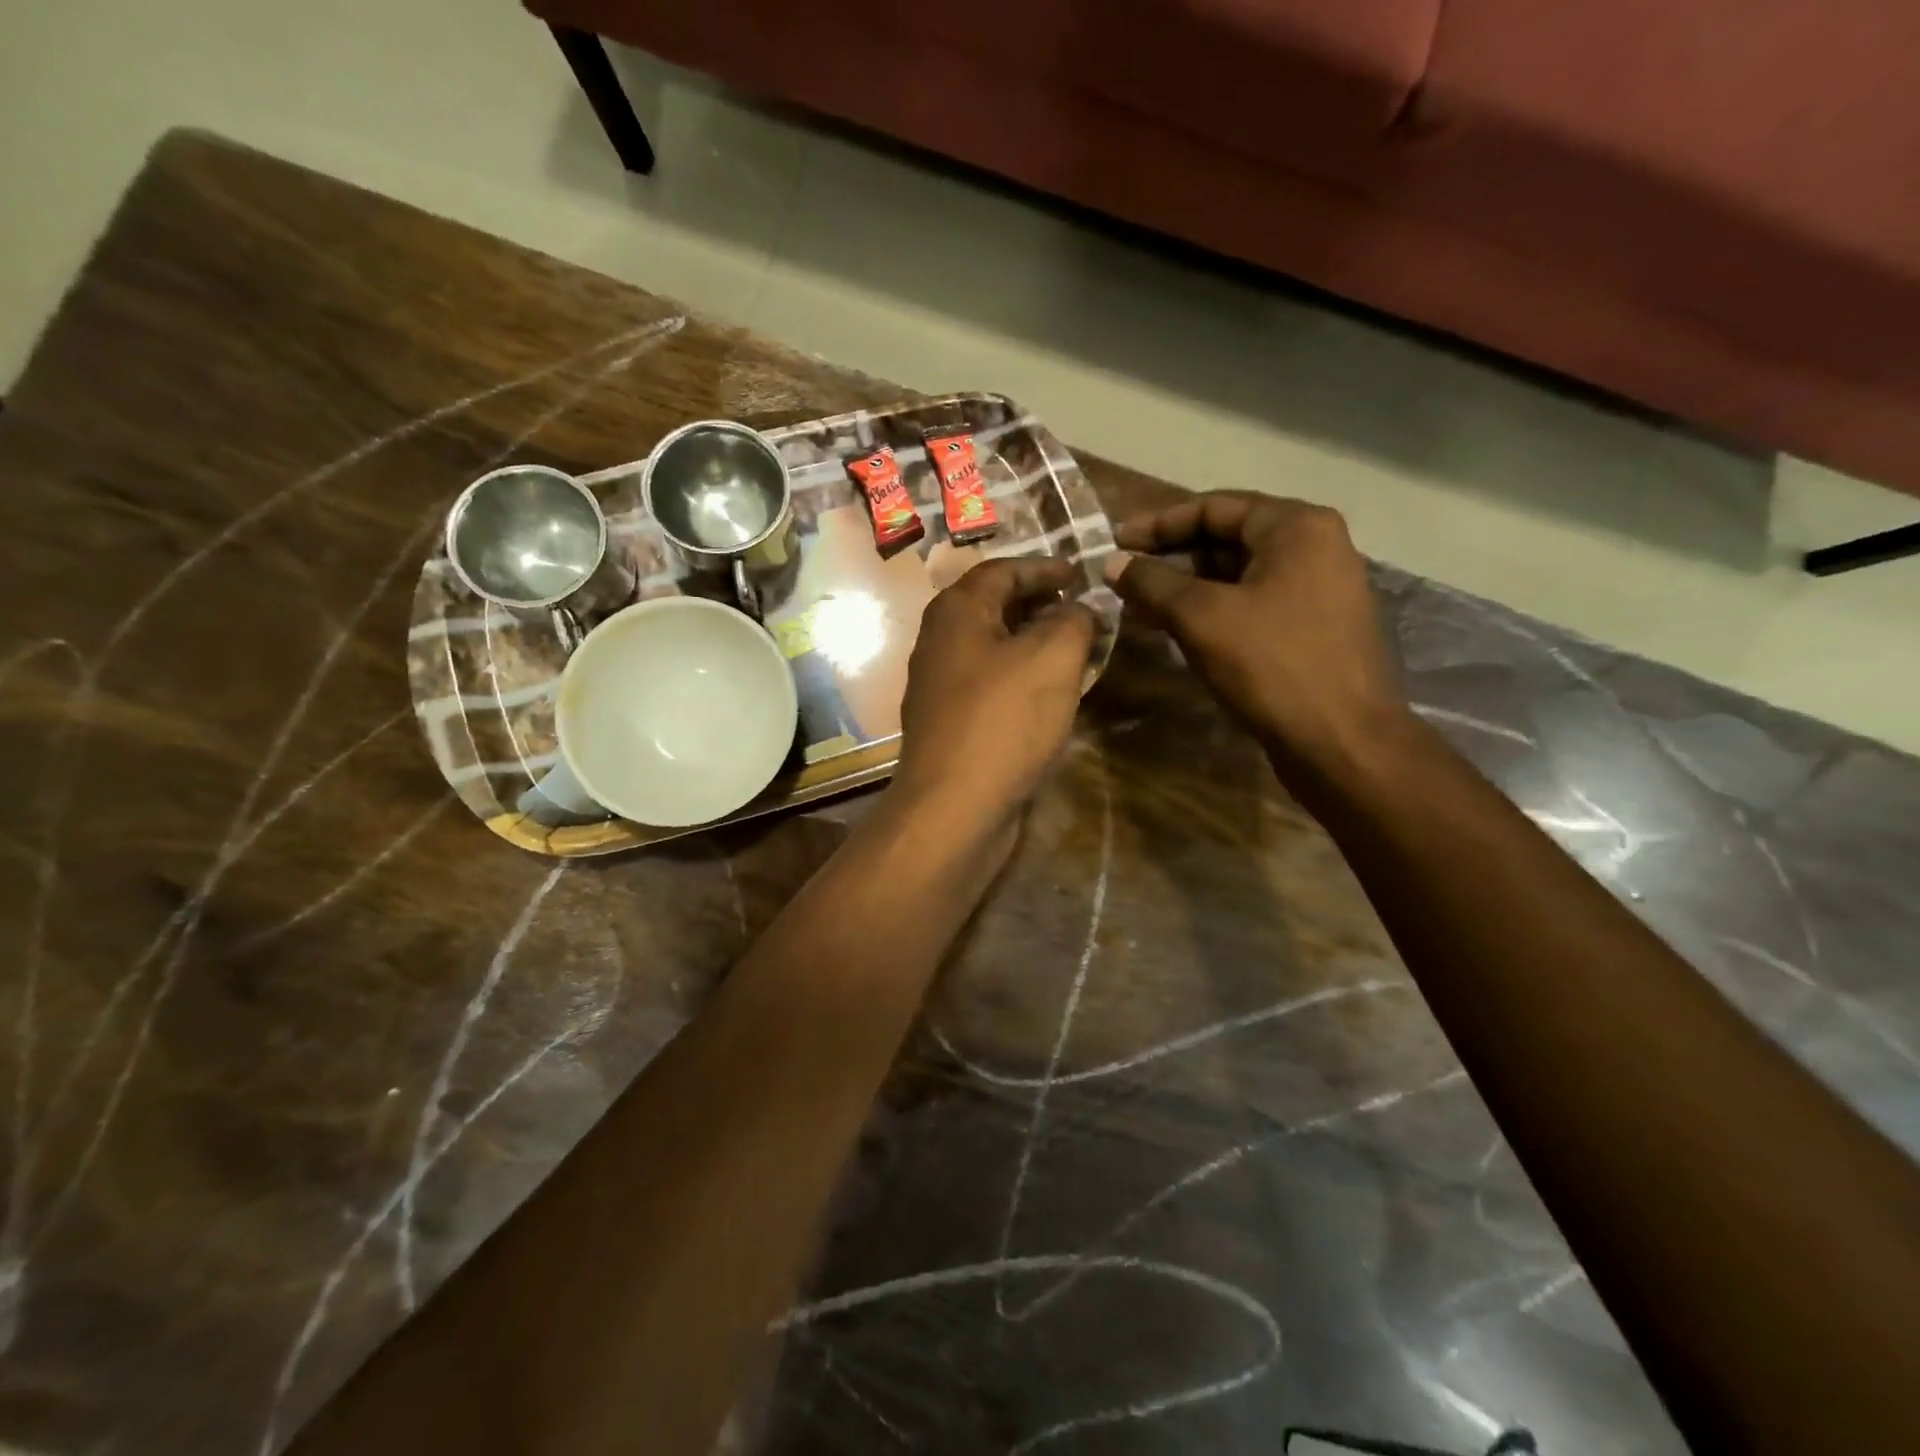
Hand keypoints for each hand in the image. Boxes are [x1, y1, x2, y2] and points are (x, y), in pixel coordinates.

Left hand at [893, 557, 1096, 828]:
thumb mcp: (1053, 657)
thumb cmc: (1004, 720)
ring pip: (995, 649)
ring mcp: (942, 685)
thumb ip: (1074, 620)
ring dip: (1036, 643)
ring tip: (1079, 648)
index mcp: (956, 612)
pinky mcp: (952, 723)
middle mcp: (940, 641)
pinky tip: (1054, 692)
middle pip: (994, 607)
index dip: (1045, 567)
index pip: (1002, 570)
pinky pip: (993, 684)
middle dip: (1041, 604)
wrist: (955, 807)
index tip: (1082, 574)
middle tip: (1084, 609)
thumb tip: (1081, 610)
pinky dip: (1024, 677)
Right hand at [1104, 492, 1407, 781]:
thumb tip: (1112, 563)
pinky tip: (1176, 630)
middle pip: (1227, 538)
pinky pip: (1252, 604)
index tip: (1114, 544)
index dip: (1157, 524)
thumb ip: (1152, 583)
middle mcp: (1314, 547)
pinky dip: (1212, 610)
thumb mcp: (1202, 617)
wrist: (1343, 743)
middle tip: (1123, 578)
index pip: (1213, 507)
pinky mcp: (1313, 628)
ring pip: (1238, 575)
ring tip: (1139, 606)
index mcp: (1296, 527)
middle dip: (1171, 557)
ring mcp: (1318, 589)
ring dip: (1187, 587)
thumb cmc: (1273, 666)